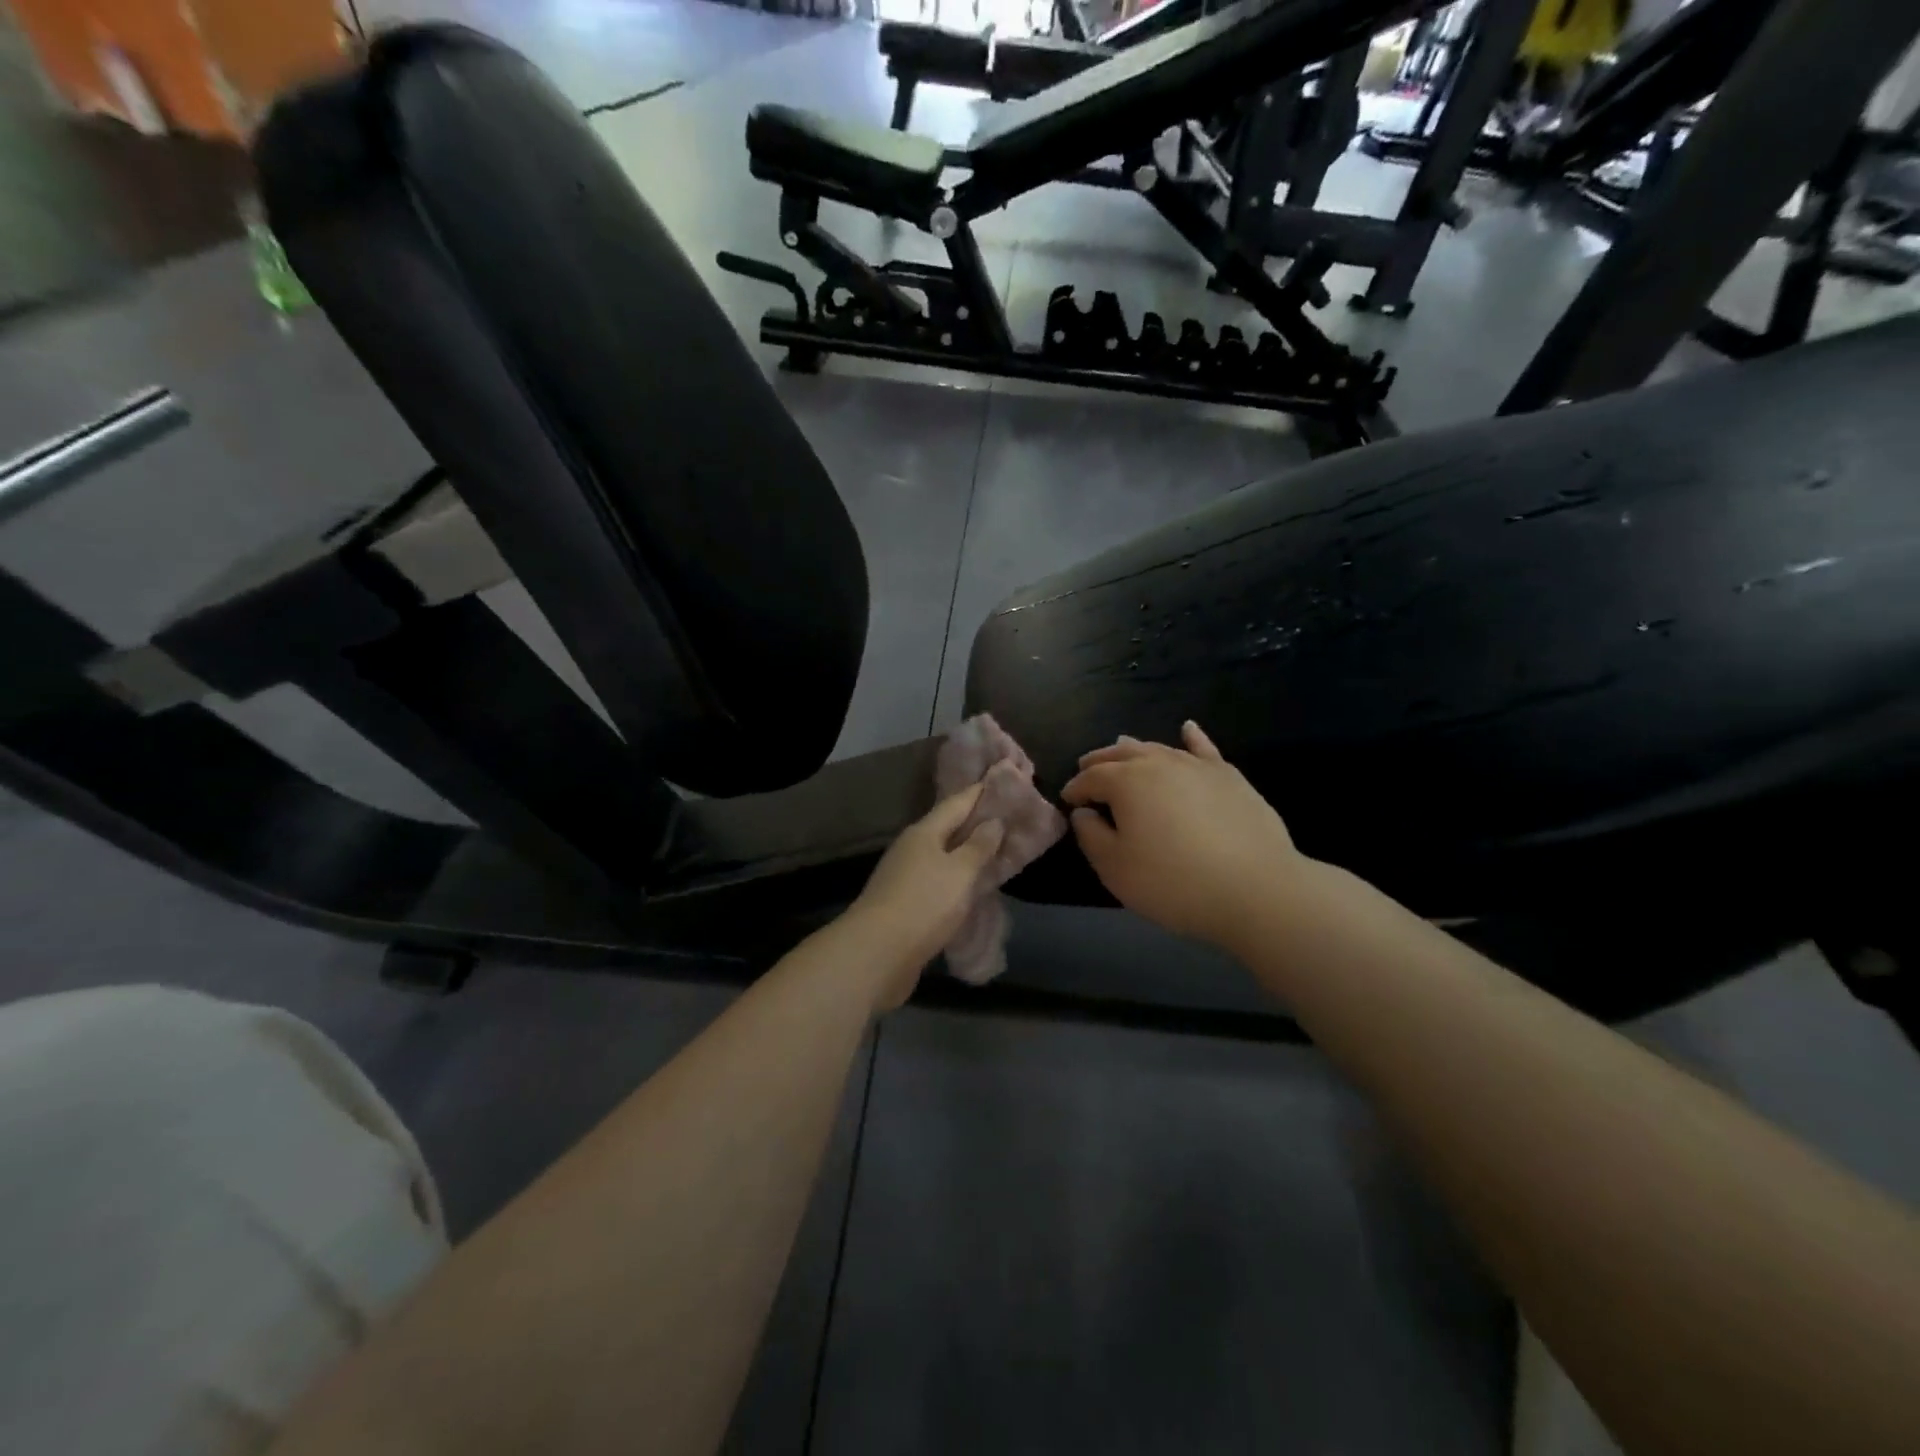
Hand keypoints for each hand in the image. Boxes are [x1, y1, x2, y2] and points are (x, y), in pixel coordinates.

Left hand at [843, 784, 1005, 1011]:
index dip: (980, 792)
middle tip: (1008, 817)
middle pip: (948, 828)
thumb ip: (979, 847)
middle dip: (975, 822)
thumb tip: (992, 821)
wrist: (876, 954)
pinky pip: (938, 881)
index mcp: (924, 832)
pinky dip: (957, 878)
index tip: (1003, 780)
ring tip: (996, 850)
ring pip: (943, 856)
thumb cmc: (924, 904)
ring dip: (966, 852)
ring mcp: (905, 876)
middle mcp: (912, 848)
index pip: (957, 802)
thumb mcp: (959, 872)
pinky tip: (971, 886)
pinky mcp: (904, 903)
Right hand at [1062, 721, 1306, 950]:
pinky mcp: (1229, 777)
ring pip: (1158, 748)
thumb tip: (1084, 812)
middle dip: (1100, 761)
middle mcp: (1159, 763)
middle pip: (1121, 754)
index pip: (1091, 778)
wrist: (1255, 889)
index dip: (1075, 788)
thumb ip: (1091, 835)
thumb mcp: (1116, 868)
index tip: (1068, 801)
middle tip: (1086, 769)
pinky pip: (1204, 749)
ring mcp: (1197, 766)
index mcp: (1126, 782)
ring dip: (1134, 749)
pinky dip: (1192, 737)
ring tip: (1121, 750)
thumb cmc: (1173, 882)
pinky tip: (1187, 728)